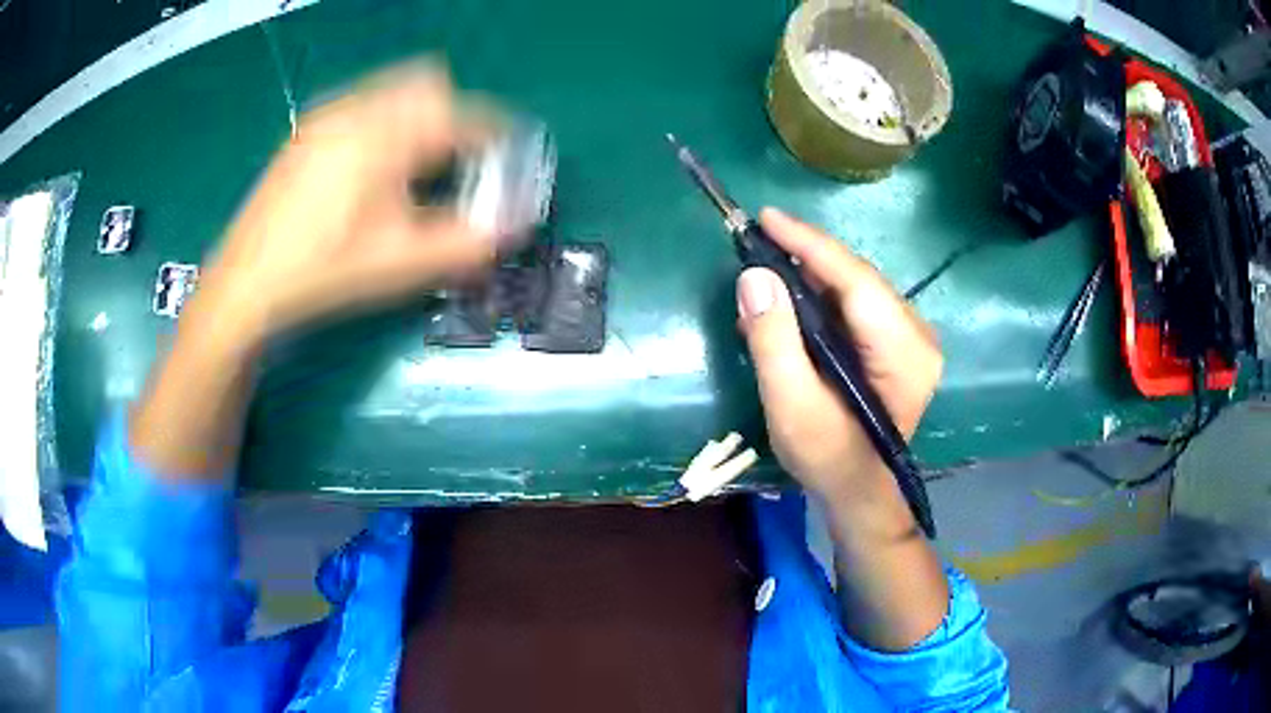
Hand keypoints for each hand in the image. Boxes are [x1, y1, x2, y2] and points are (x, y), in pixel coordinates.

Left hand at [198, 62, 495, 342]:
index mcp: (387, 134)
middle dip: (454, 114)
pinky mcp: (307, 129)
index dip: (495, 133)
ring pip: (393, 88)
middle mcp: (358, 108)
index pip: (462, 114)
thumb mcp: (402, 263)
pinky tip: (371, 168)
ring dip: (419, 113)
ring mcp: (327, 115)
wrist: (246, 284)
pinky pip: (363, 102)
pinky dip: (385, 119)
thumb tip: (515, 226)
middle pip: (429, 83)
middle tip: (456, 160)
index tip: (506, 156)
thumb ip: (468, 242)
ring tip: (414, 165)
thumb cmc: (325, 271)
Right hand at [736, 208, 942, 506]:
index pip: (856, 280)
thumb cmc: (829, 458)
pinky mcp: (899, 344)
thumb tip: (754, 276)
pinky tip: (791, 297)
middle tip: (757, 241)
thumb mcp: (792, 407)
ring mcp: (912, 338)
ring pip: (856, 287)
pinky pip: (858, 304)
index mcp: (903, 352)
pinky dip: (821, 295)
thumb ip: (774, 342)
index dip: (810, 244)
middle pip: (857, 278)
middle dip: (806, 255)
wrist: (860, 493)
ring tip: (766, 266)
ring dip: (811, 274)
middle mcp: (918, 335)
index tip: (767, 217)